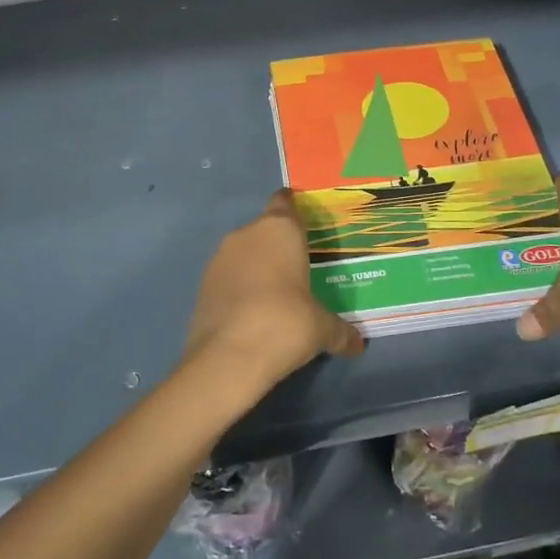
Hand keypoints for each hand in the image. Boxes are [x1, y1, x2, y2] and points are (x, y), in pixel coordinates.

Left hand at [182, 192, 365, 399]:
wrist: (228, 357)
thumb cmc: (286, 323)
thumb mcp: (323, 329)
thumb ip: (340, 331)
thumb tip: (357, 344)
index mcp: (280, 229)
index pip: (285, 201)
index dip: (293, 208)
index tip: (305, 222)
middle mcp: (247, 234)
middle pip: (265, 228)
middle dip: (279, 245)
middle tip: (299, 269)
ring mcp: (219, 258)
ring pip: (243, 252)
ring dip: (256, 266)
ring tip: (276, 294)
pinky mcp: (202, 284)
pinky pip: (228, 276)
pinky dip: (239, 287)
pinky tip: (252, 312)